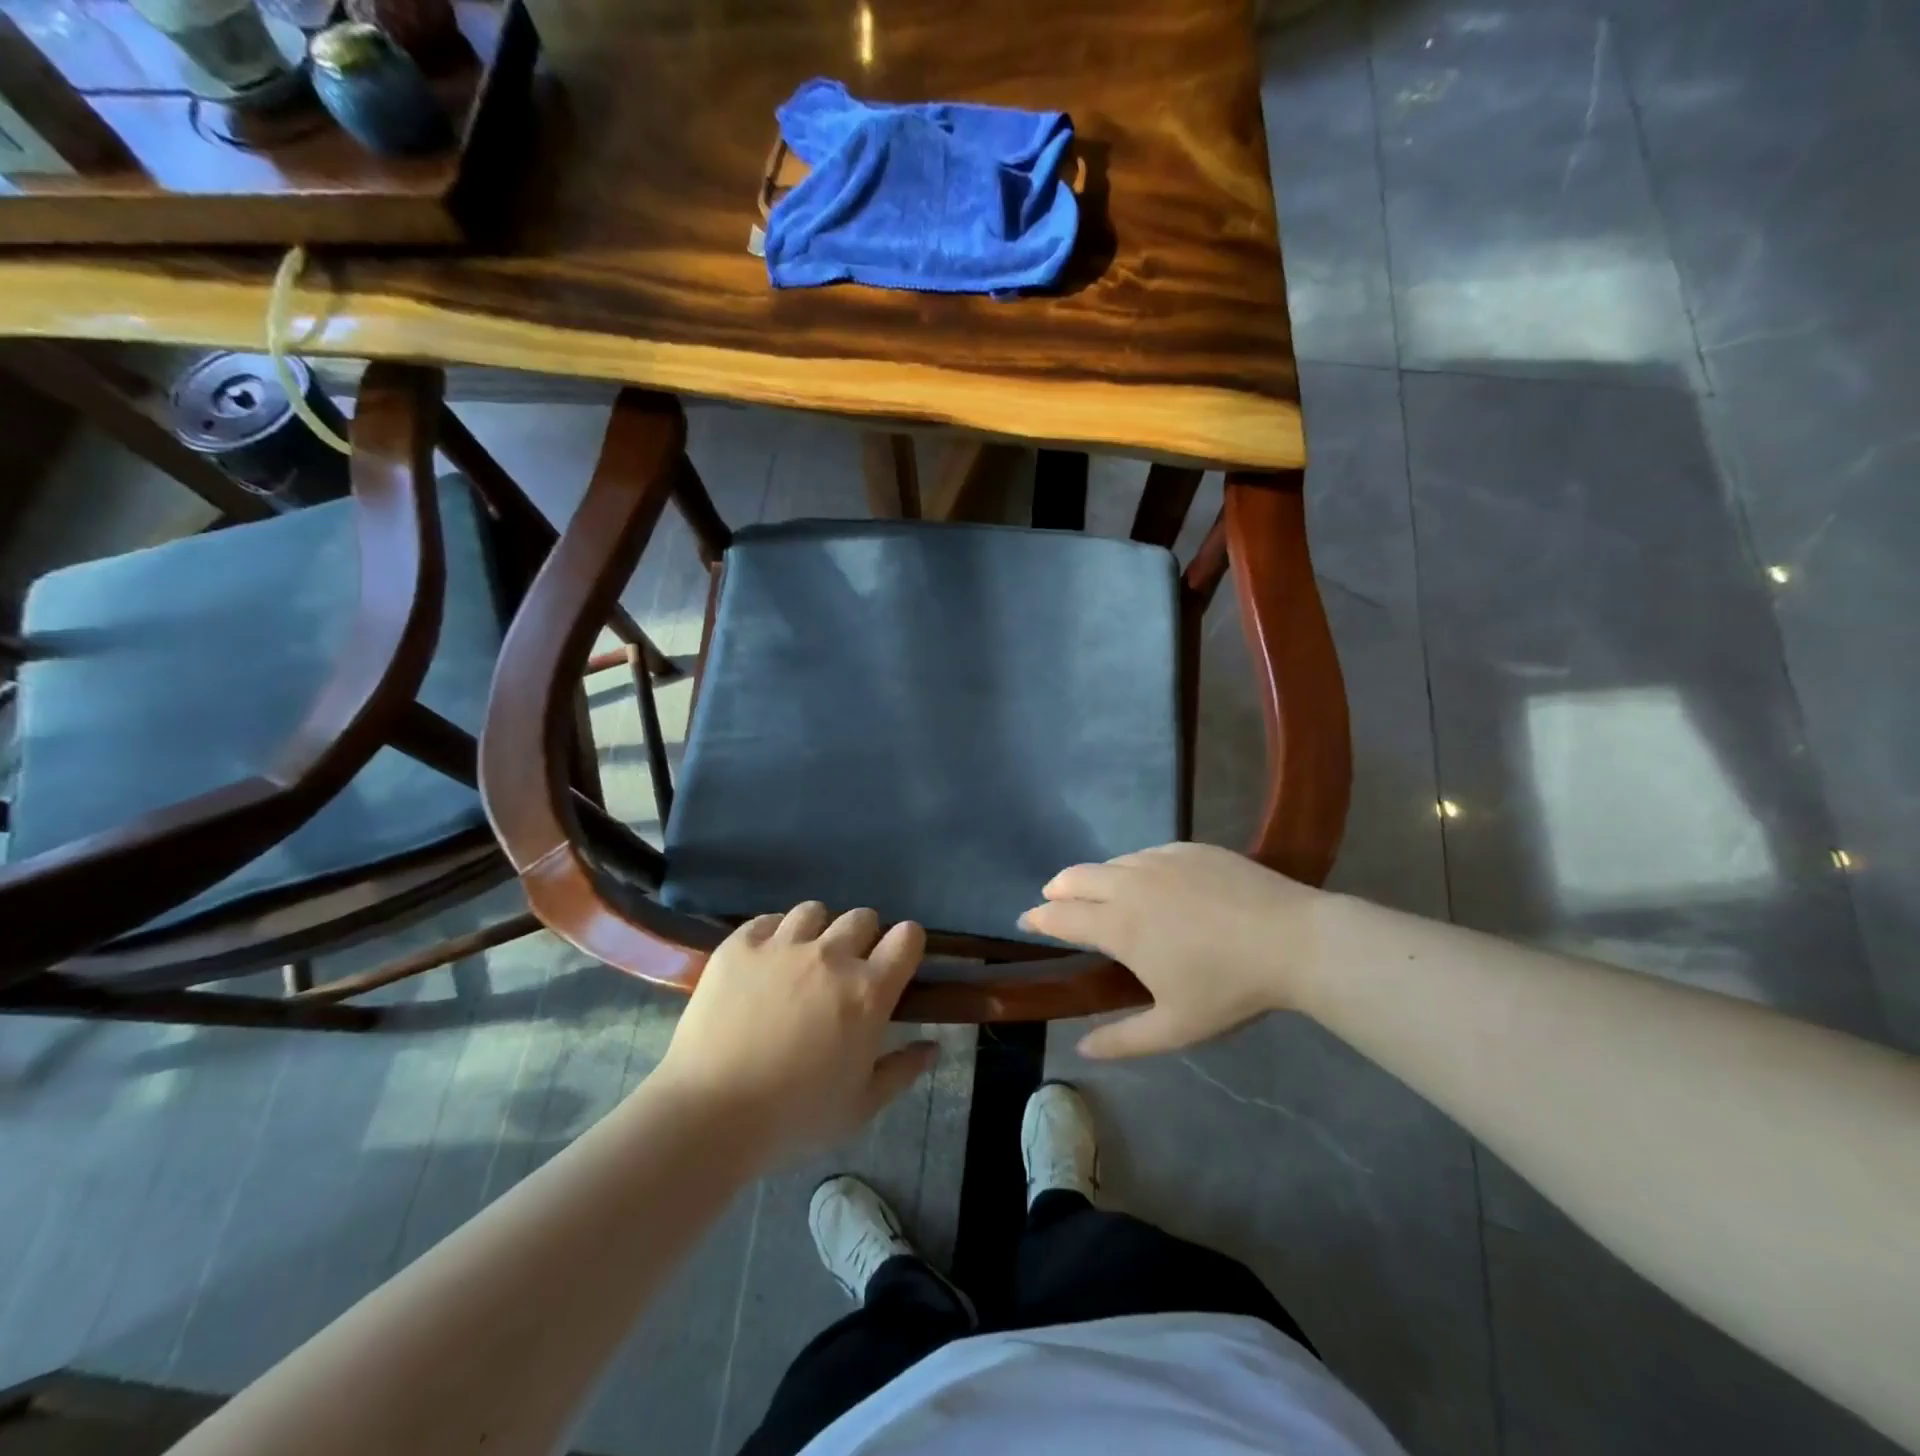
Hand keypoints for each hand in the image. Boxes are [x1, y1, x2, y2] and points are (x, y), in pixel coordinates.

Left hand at [654, 903, 935, 1160]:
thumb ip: (902, 1070)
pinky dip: (773, 935)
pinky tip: (765, 962)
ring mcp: (782, 945)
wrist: (709, 1115)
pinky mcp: (740, 946)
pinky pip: (767, 920)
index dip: (906, 945)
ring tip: (802, 960)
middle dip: (863, 937)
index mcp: (868, 992)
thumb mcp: (860, 1107)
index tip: (896, 963)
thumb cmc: (794, 1118)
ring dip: (817, 931)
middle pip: (862, 917)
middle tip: (846, 970)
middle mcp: (831, 956)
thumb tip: (933, 1046)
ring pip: (814, 911)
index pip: (907, 937)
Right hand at [1020, 842, 1329, 1057]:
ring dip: (1094, 878)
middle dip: (1057, 890)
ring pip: (1111, 863)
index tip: (1026, 921)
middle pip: (1075, 877)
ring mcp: (1159, 860)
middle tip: (1054, 902)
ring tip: (1101, 895)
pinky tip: (1149, 884)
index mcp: (1119, 926)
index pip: (1061, 917)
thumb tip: (1082, 1049)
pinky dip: (1132, 868)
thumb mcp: (1175, 1027)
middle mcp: (1129, 884)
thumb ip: (1123, 1040)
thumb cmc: (1230, 987)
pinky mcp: (1188, 848)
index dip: (1038, 919)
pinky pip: (1145, 854)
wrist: (1294, 939)